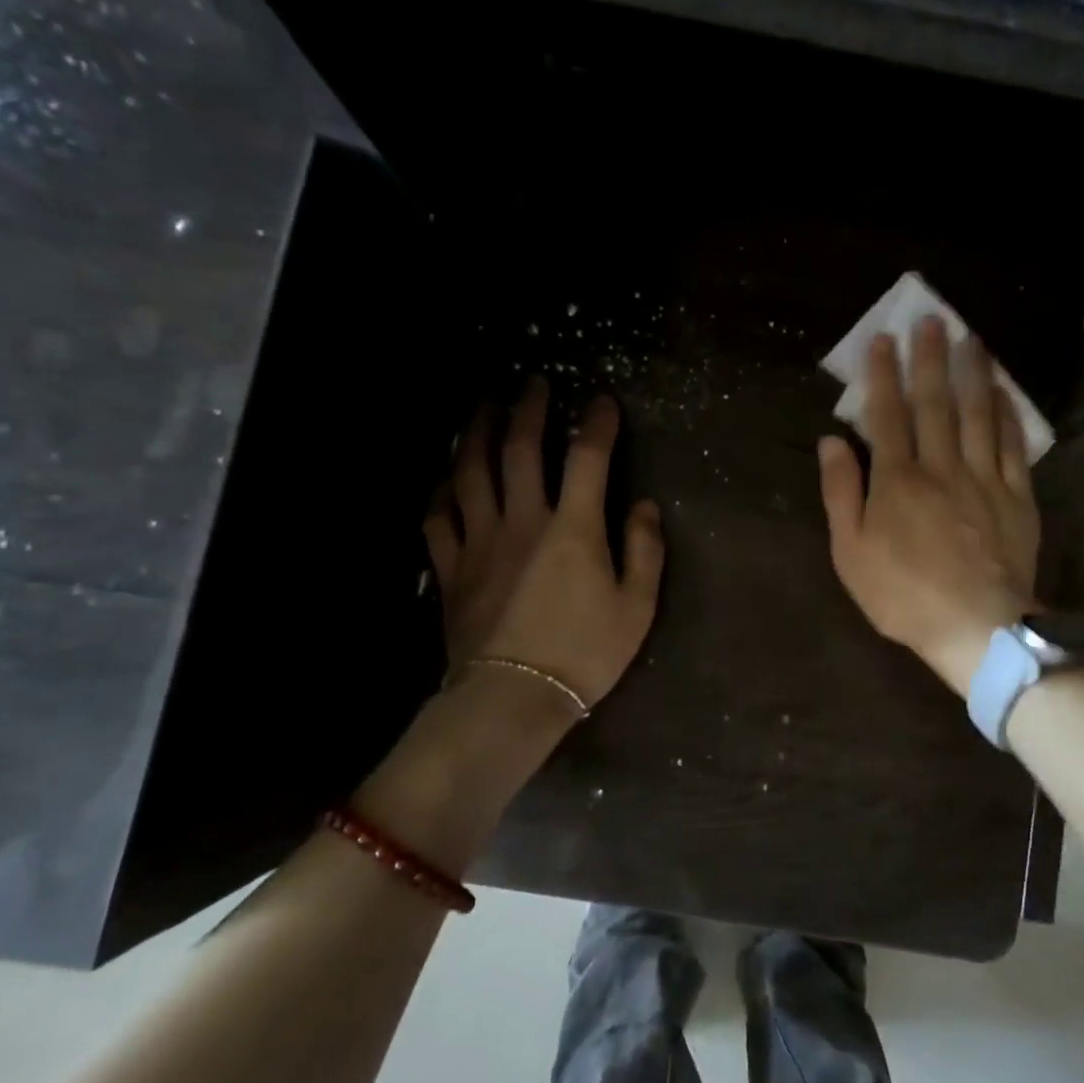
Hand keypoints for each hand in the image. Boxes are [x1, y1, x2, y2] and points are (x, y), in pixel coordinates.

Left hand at [423, 381, 663, 709]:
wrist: (512, 699)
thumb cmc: (584, 654)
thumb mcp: (637, 607)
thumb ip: (645, 550)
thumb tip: (645, 505)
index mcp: (574, 528)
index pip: (587, 458)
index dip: (597, 423)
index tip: (602, 400)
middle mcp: (523, 520)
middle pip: (520, 449)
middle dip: (529, 409)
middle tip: (532, 383)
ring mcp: (480, 541)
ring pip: (471, 471)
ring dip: (476, 432)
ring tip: (482, 408)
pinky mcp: (451, 567)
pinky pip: (438, 517)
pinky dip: (441, 491)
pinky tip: (445, 479)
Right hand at [818, 318, 1039, 696]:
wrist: (976, 627)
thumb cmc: (903, 595)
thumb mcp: (850, 552)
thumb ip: (841, 493)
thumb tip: (831, 442)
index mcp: (897, 481)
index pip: (888, 415)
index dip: (884, 375)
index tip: (884, 339)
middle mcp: (941, 467)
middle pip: (935, 404)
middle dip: (930, 359)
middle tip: (932, 318)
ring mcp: (984, 479)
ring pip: (977, 415)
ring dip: (972, 373)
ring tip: (970, 338)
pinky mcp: (1016, 497)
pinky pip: (1011, 446)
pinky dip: (1007, 415)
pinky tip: (1003, 392)